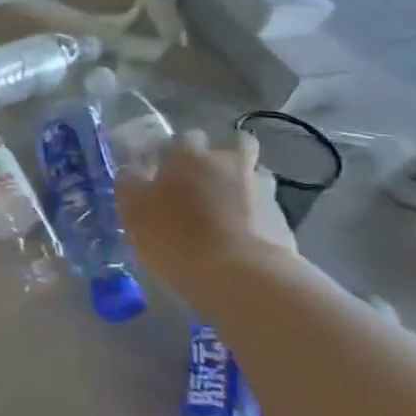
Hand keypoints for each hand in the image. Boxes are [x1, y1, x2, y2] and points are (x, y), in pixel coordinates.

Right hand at [119, 130, 297, 294]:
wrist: (243, 278)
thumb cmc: (177, 238)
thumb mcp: (133, 211)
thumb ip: (130, 184)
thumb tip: (133, 170)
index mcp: (189, 155)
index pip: (185, 138)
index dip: (176, 152)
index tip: (167, 172)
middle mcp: (229, 163)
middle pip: (235, 146)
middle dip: (223, 159)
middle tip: (206, 184)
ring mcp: (263, 190)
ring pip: (255, 176)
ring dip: (245, 186)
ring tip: (230, 212)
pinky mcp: (285, 222)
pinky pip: (267, 211)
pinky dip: (258, 218)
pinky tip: (244, 240)